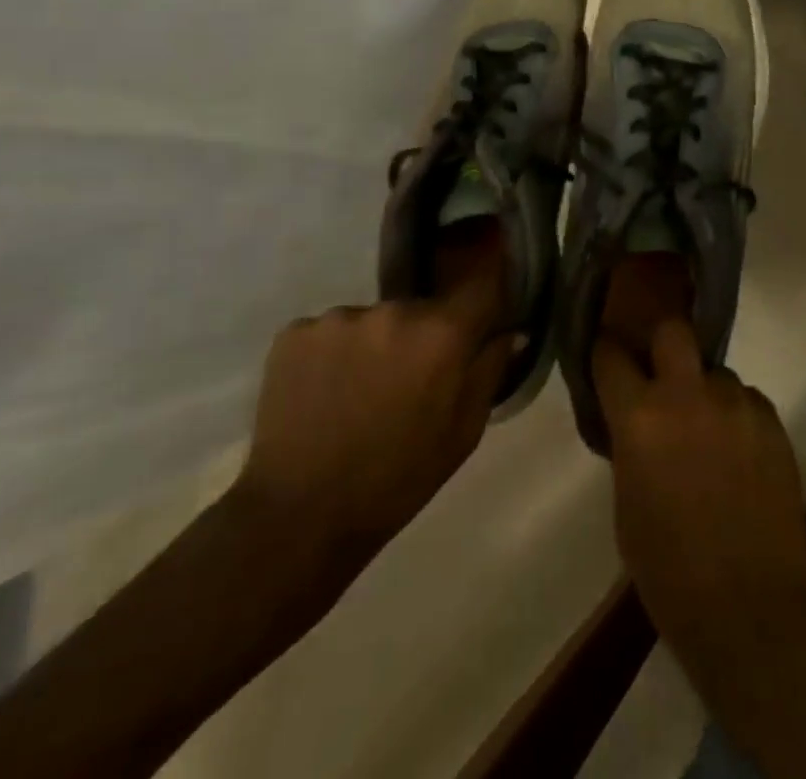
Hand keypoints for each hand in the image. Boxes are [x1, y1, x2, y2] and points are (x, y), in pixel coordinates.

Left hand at [232, 246, 515, 564]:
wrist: (297, 516)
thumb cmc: (397, 479)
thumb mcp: (463, 433)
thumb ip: (490, 371)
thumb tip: (510, 331)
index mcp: (442, 333)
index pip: (481, 288)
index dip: (483, 305)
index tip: (480, 323)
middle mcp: (394, 310)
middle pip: (422, 309)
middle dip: (422, 336)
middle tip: (409, 379)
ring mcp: (339, 318)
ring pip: (373, 321)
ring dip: (375, 345)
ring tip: (358, 392)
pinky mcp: (295, 331)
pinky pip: (329, 332)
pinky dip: (332, 354)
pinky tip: (324, 393)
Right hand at [593, 322, 805, 666]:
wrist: (751, 610)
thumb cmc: (670, 572)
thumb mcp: (627, 506)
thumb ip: (629, 447)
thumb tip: (633, 421)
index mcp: (640, 417)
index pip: (611, 355)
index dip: (606, 352)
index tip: (606, 356)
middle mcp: (688, 395)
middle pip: (673, 330)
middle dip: (663, 343)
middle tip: (662, 375)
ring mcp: (737, 404)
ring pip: (716, 372)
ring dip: (706, 392)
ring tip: (710, 434)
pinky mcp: (773, 421)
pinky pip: (747, 400)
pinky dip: (738, 416)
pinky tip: (740, 454)